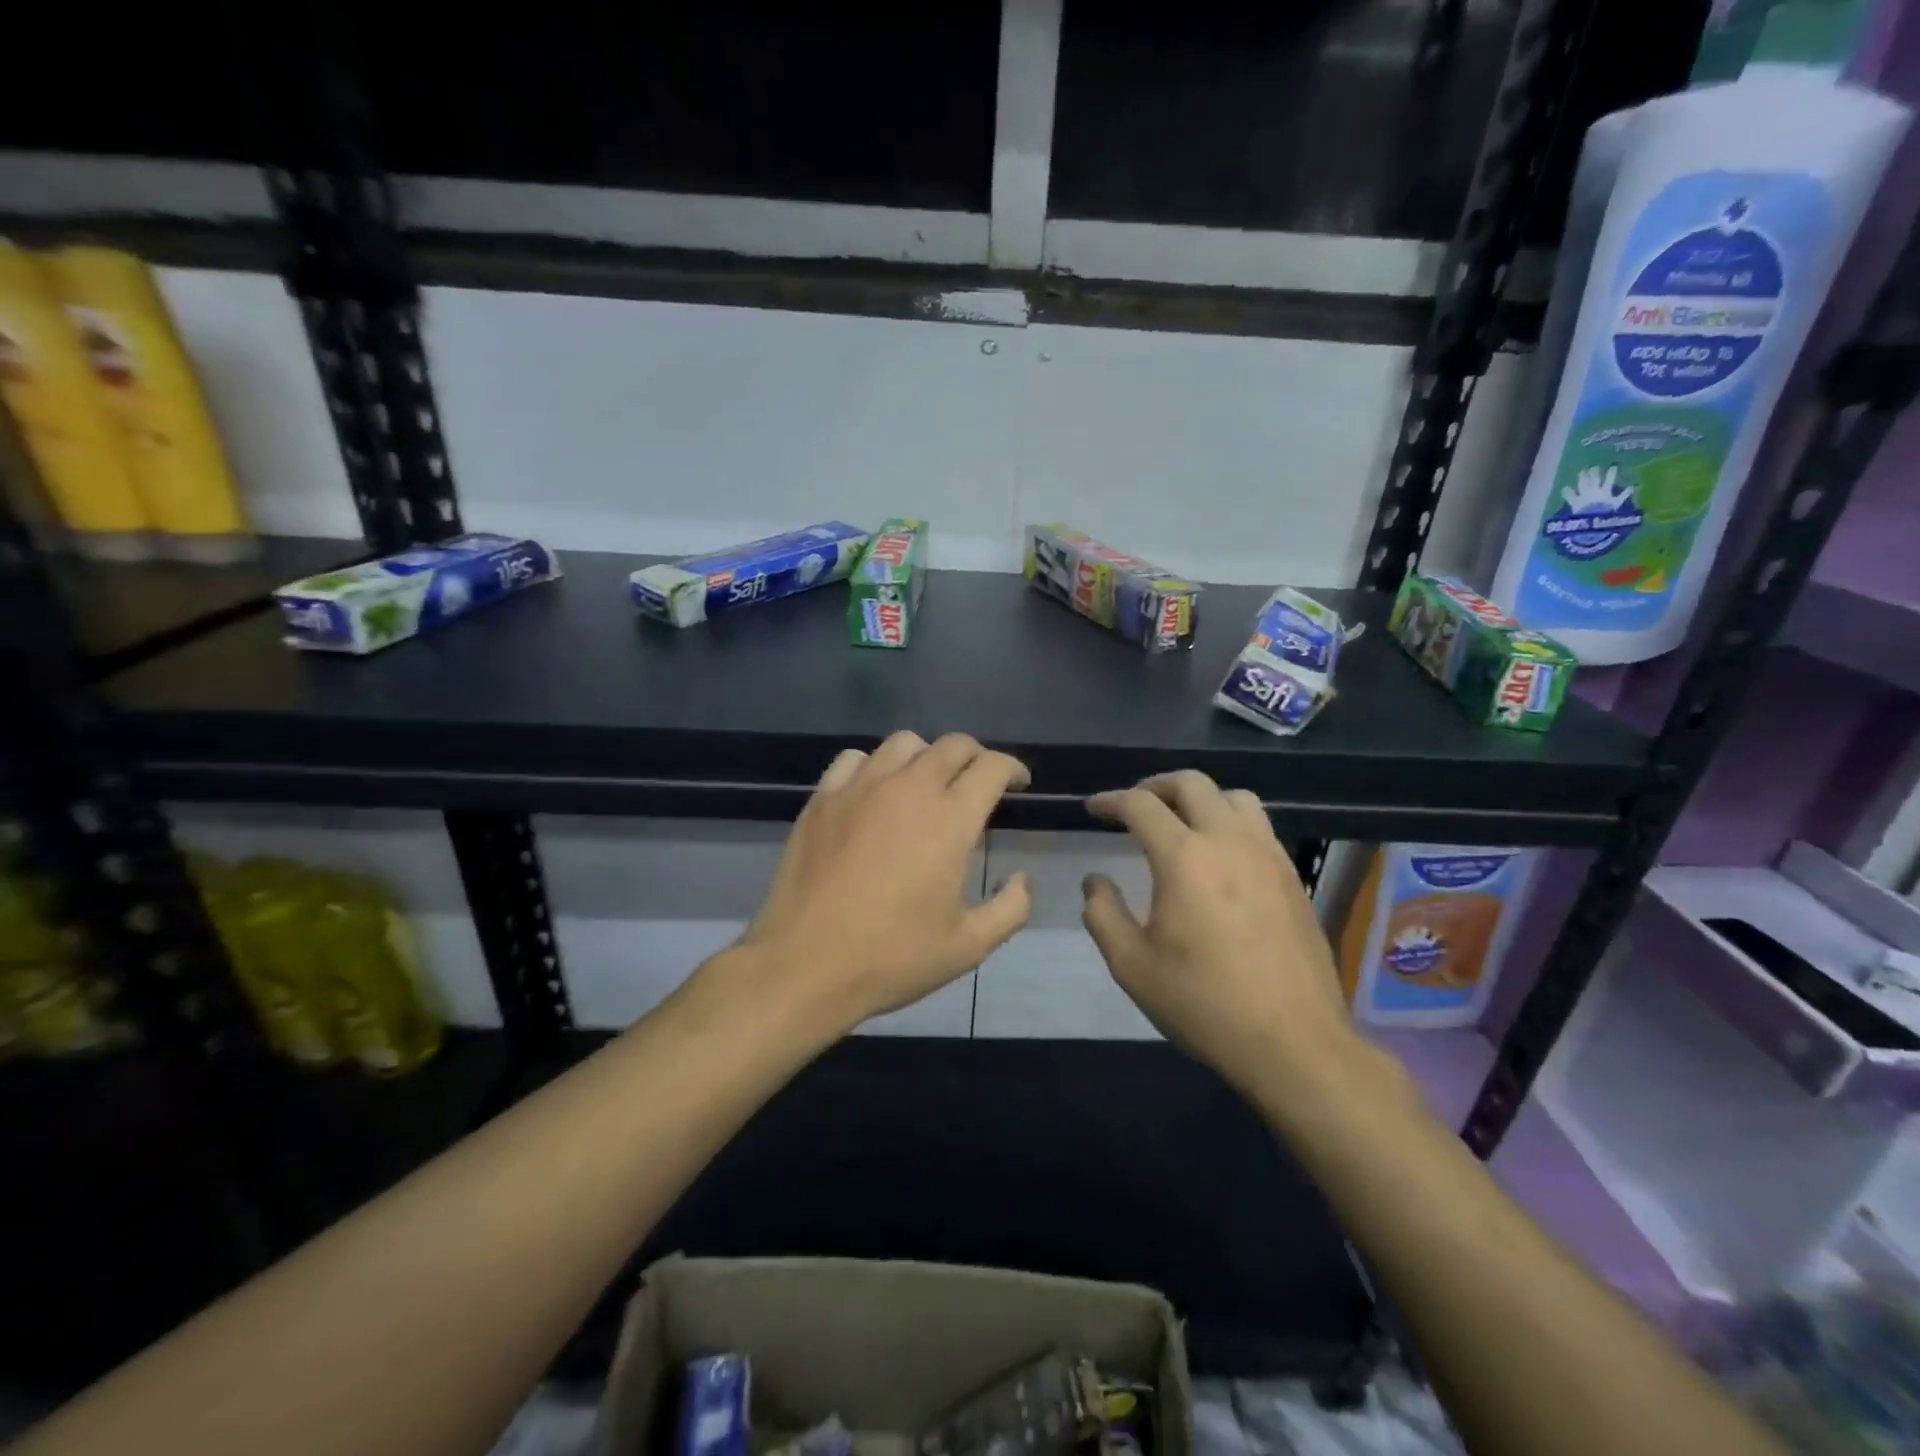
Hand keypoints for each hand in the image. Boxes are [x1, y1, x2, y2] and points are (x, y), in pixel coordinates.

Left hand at [738, 731, 1032, 1032]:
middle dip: (977, 757)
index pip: (991, 767)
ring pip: (904, 743)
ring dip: (927, 757)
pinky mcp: (822, 799)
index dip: (1013, 769)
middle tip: (980, 784)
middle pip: (953, 745)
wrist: (804, 966)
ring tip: (928, 785)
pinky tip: (876, 792)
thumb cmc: (892, 957)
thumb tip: (1022, 878)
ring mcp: (859, 788)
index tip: (1019, 785)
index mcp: (949, 820)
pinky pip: (854, 759)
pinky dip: (876, 766)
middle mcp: (907, 789)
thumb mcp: (968, 946)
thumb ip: (1011, 908)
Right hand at [1082, 771, 1357, 1096]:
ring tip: (1181, 823)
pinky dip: (1231, 822)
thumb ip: (1103, 914)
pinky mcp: (1292, 876)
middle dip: (1155, 786)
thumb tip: (1095, 881)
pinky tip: (1220, 857)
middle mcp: (1229, 841)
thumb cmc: (1203, 1003)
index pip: (1141, 805)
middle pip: (1191, 783)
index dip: (1110, 800)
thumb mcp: (1132, 965)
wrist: (1293, 1042)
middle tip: (1134, 807)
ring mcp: (1268, 855)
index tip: (1092, 808)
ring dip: (1200, 798)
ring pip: (1234, 797)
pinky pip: (1259, 826)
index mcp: (1184, 858)